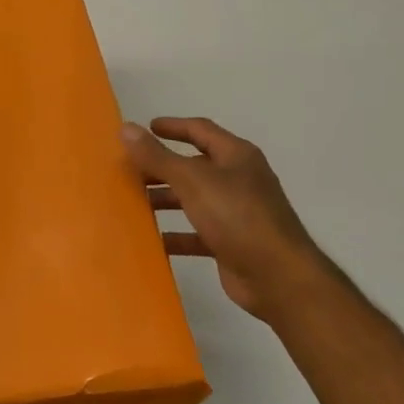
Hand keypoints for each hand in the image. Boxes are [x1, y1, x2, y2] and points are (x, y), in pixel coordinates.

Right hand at [123, 117, 331, 320]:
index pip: (201, 131)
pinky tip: (151, 239)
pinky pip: (196, 233)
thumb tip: (126, 128)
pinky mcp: (231, 243)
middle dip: (161, 167)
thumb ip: (157, 156)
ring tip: (132, 203)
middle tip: (128, 169)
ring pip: (193, 200)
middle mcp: (238, 180)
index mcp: (236, 157)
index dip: (173, 127)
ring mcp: (236, 213)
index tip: (144, 128)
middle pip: (194, 166)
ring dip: (165, 199)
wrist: (278, 276)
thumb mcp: (193, 181)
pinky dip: (175, 234)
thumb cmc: (237, 217)